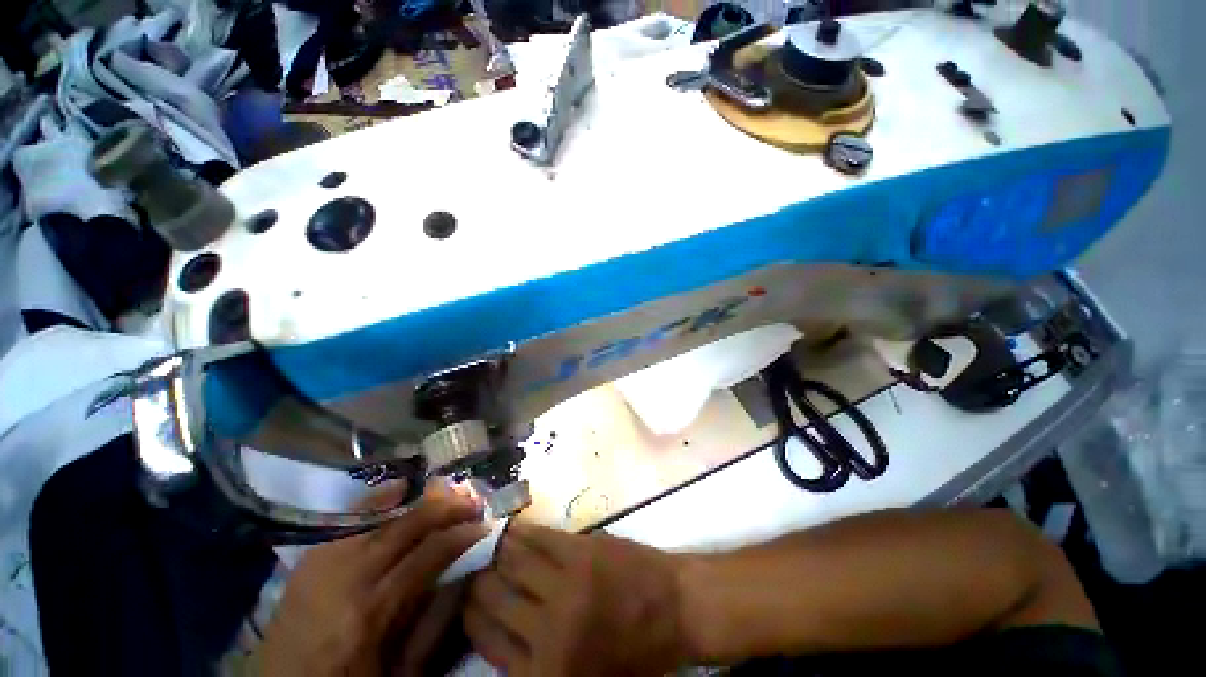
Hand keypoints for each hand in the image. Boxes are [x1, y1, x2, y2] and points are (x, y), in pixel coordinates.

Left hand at [259, 482, 487, 676]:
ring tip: (447, 493)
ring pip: (380, 516)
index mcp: (373, 613)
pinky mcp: (308, 558)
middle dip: (447, 507)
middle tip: (473, 500)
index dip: (462, 534)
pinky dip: (378, 501)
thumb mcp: (401, 673)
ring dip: (419, 501)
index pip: (429, 555)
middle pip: (407, 526)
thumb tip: (467, 572)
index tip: (485, 525)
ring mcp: (323, 562)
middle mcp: (348, 577)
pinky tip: (399, 489)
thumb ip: (435, 622)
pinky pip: (349, 519)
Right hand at [464, 522, 686, 675]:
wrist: (677, 609)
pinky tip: (512, 527)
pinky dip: (520, 531)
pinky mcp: (581, 552)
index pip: (485, 640)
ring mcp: (564, 587)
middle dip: (477, 581)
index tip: (464, 598)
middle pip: (492, 599)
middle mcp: (547, 634)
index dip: (470, 615)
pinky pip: (538, 537)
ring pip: (511, 562)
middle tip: (472, 568)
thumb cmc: (632, 652)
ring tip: (487, 543)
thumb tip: (492, 628)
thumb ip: (531, 661)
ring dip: (495, 551)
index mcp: (544, 676)